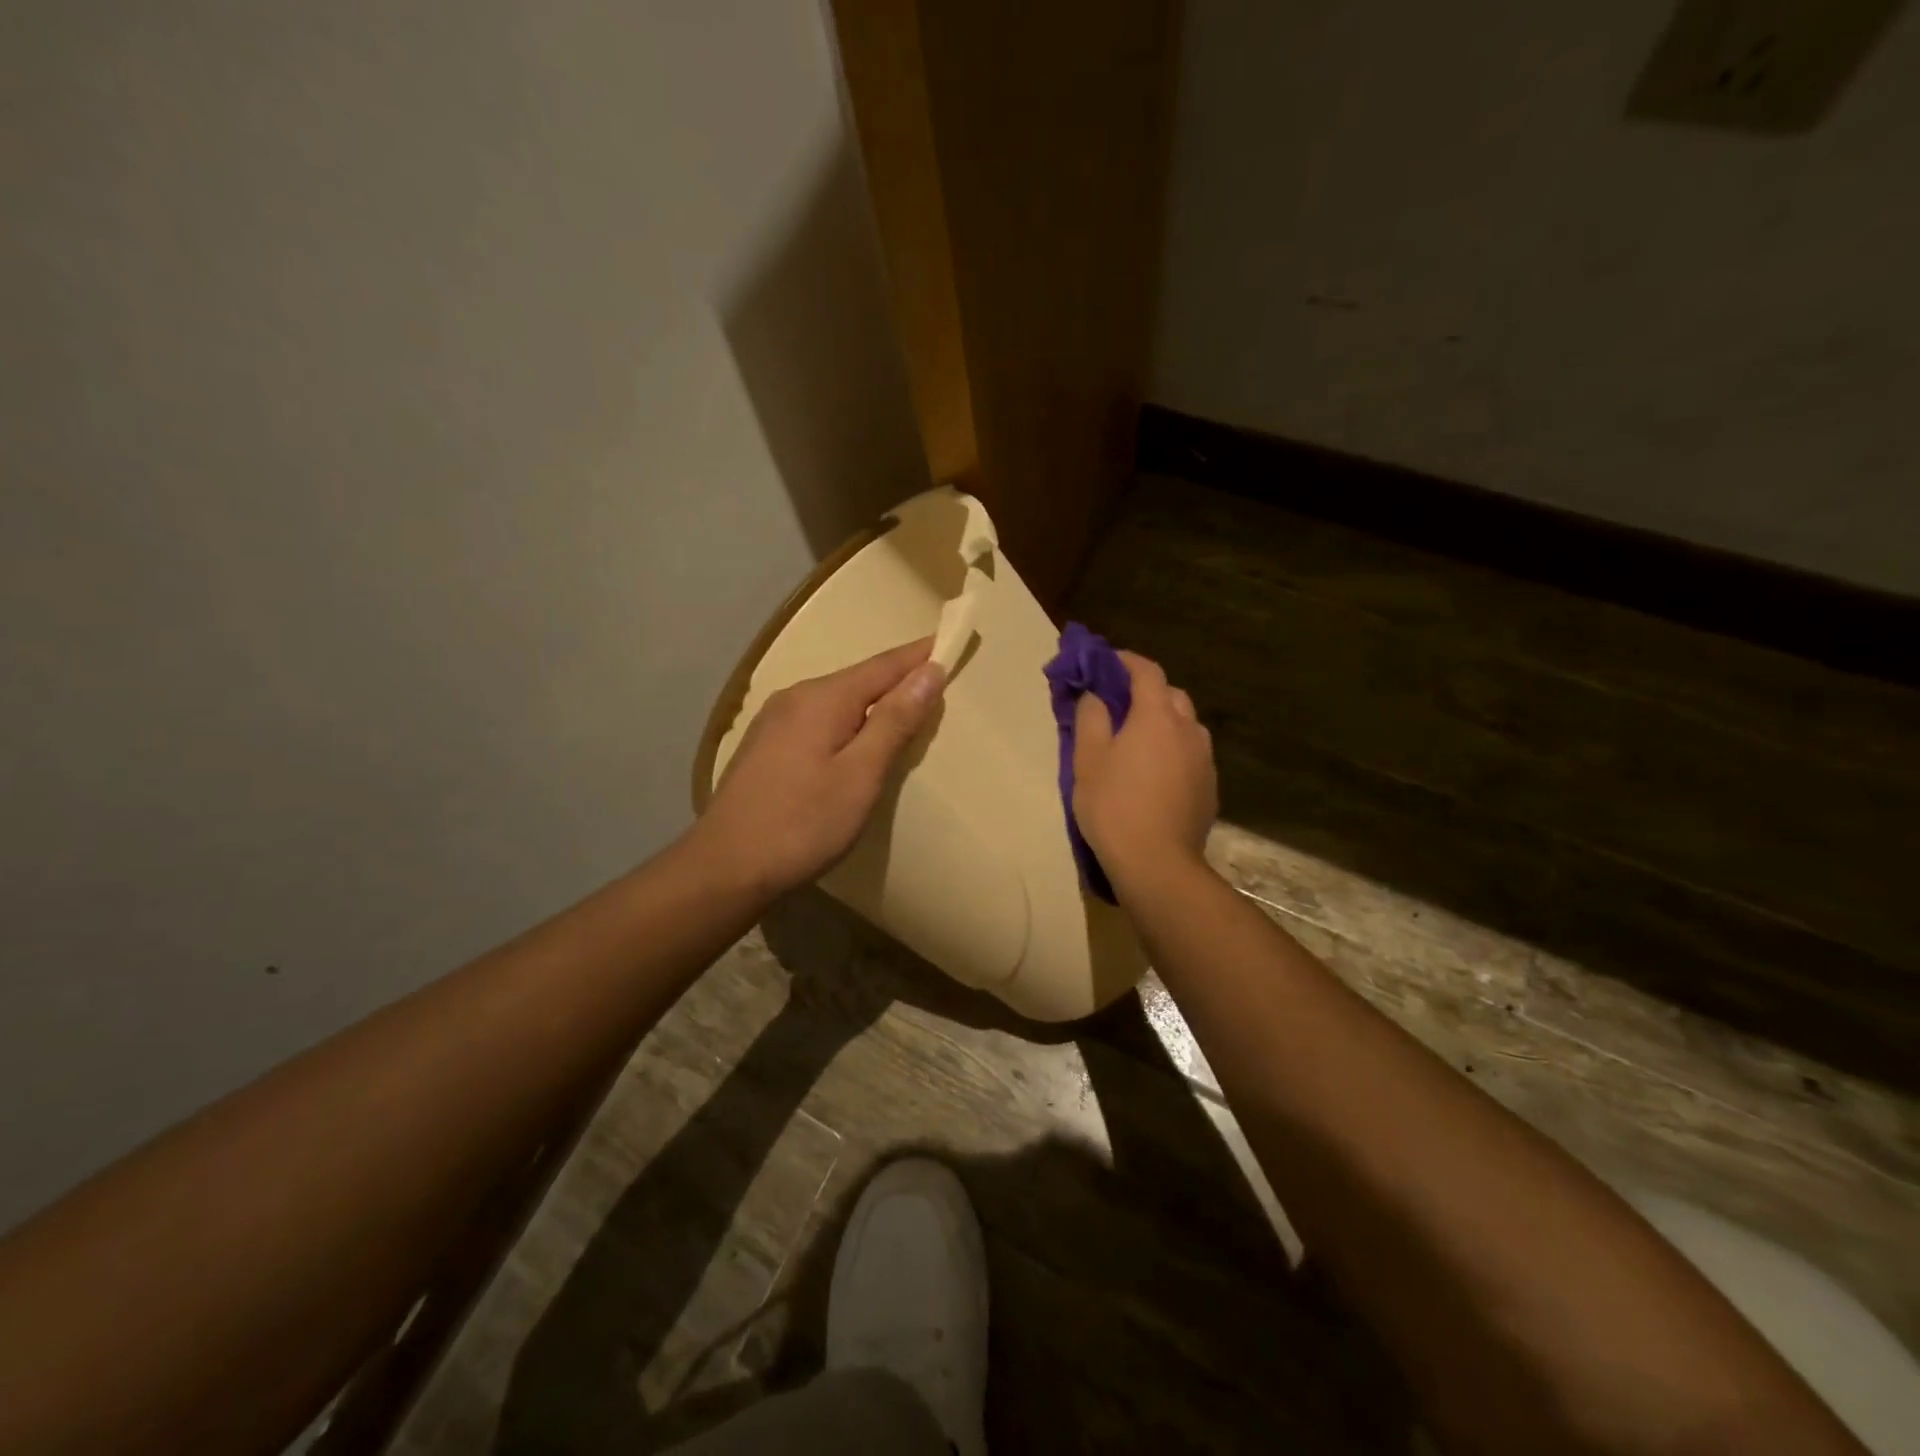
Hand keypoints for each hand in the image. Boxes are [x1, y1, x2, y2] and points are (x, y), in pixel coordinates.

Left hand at [696, 639, 946, 897]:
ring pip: (837, 700)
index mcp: (823, 698)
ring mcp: (774, 720)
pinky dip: (847, 720)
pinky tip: (855, 738)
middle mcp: (796, 697)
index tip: (951, 642)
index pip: (884, 665)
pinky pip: (818, 718)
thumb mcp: (861, 774)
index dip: (920, 655)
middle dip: (898, 678)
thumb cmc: (803, 824)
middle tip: (937, 679)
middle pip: (859, 679)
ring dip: (873, 701)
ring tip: (905, 709)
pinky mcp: (765, 745)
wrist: (725, 867)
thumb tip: (930, 671)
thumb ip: (896, 721)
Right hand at [1073, 651, 1216, 883]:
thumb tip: (1096, 694)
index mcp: (1156, 716)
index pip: (1147, 671)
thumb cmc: (1114, 807)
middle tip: (1117, 707)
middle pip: (1170, 695)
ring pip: (1184, 726)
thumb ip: (1090, 717)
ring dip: (1162, 723)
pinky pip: (1190, 755)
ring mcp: (1205, 759)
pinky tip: (1154, 775)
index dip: (1126, 661)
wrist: (1157, 864)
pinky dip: (1173, 751)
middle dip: (1145, 692)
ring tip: (1136, 743)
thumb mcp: (1087, 759)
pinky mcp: (1210, 787)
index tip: (1105, 664)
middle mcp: (1188, 729)